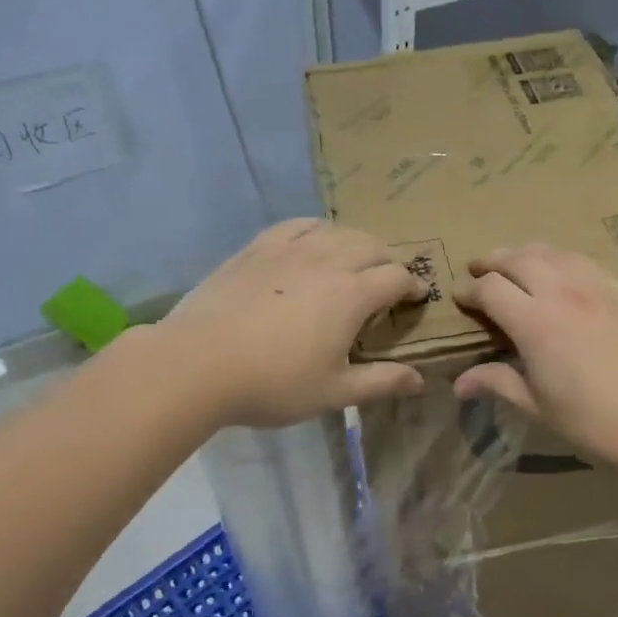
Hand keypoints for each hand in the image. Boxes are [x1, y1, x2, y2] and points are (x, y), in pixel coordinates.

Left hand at [156, 219, 427, 428]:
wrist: (197, 364)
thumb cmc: (272, 384)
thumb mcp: (334, 392)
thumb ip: (381, 382)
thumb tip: (420, 380)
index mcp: (351, 294)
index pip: (396, 276)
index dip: (413, 285)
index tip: (415, 298)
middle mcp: (326, 260)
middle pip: (371, 245)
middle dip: (388, 260)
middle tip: (387, 283)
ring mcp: (288, 248)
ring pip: (336, 230)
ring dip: (355, 243)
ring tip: (353, 262)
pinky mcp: (257, 247)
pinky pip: (297, 224)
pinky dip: (316, 230)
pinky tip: (312, 243)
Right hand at [450, 243, 617, 476]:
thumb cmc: (594, 422)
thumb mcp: (538, 407)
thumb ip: (498, 383)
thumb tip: (459, 383)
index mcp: (534, 323)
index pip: (490, 289)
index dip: (469, 290)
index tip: (459, 299)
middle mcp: (562, 293)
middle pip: (518, 258)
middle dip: (491, 261)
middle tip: (478, 271)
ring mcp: (597, 288)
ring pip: (552, 252)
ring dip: (525, 254)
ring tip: (514, 265)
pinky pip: (583, 261)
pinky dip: (560, 259)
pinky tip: (559, 272)